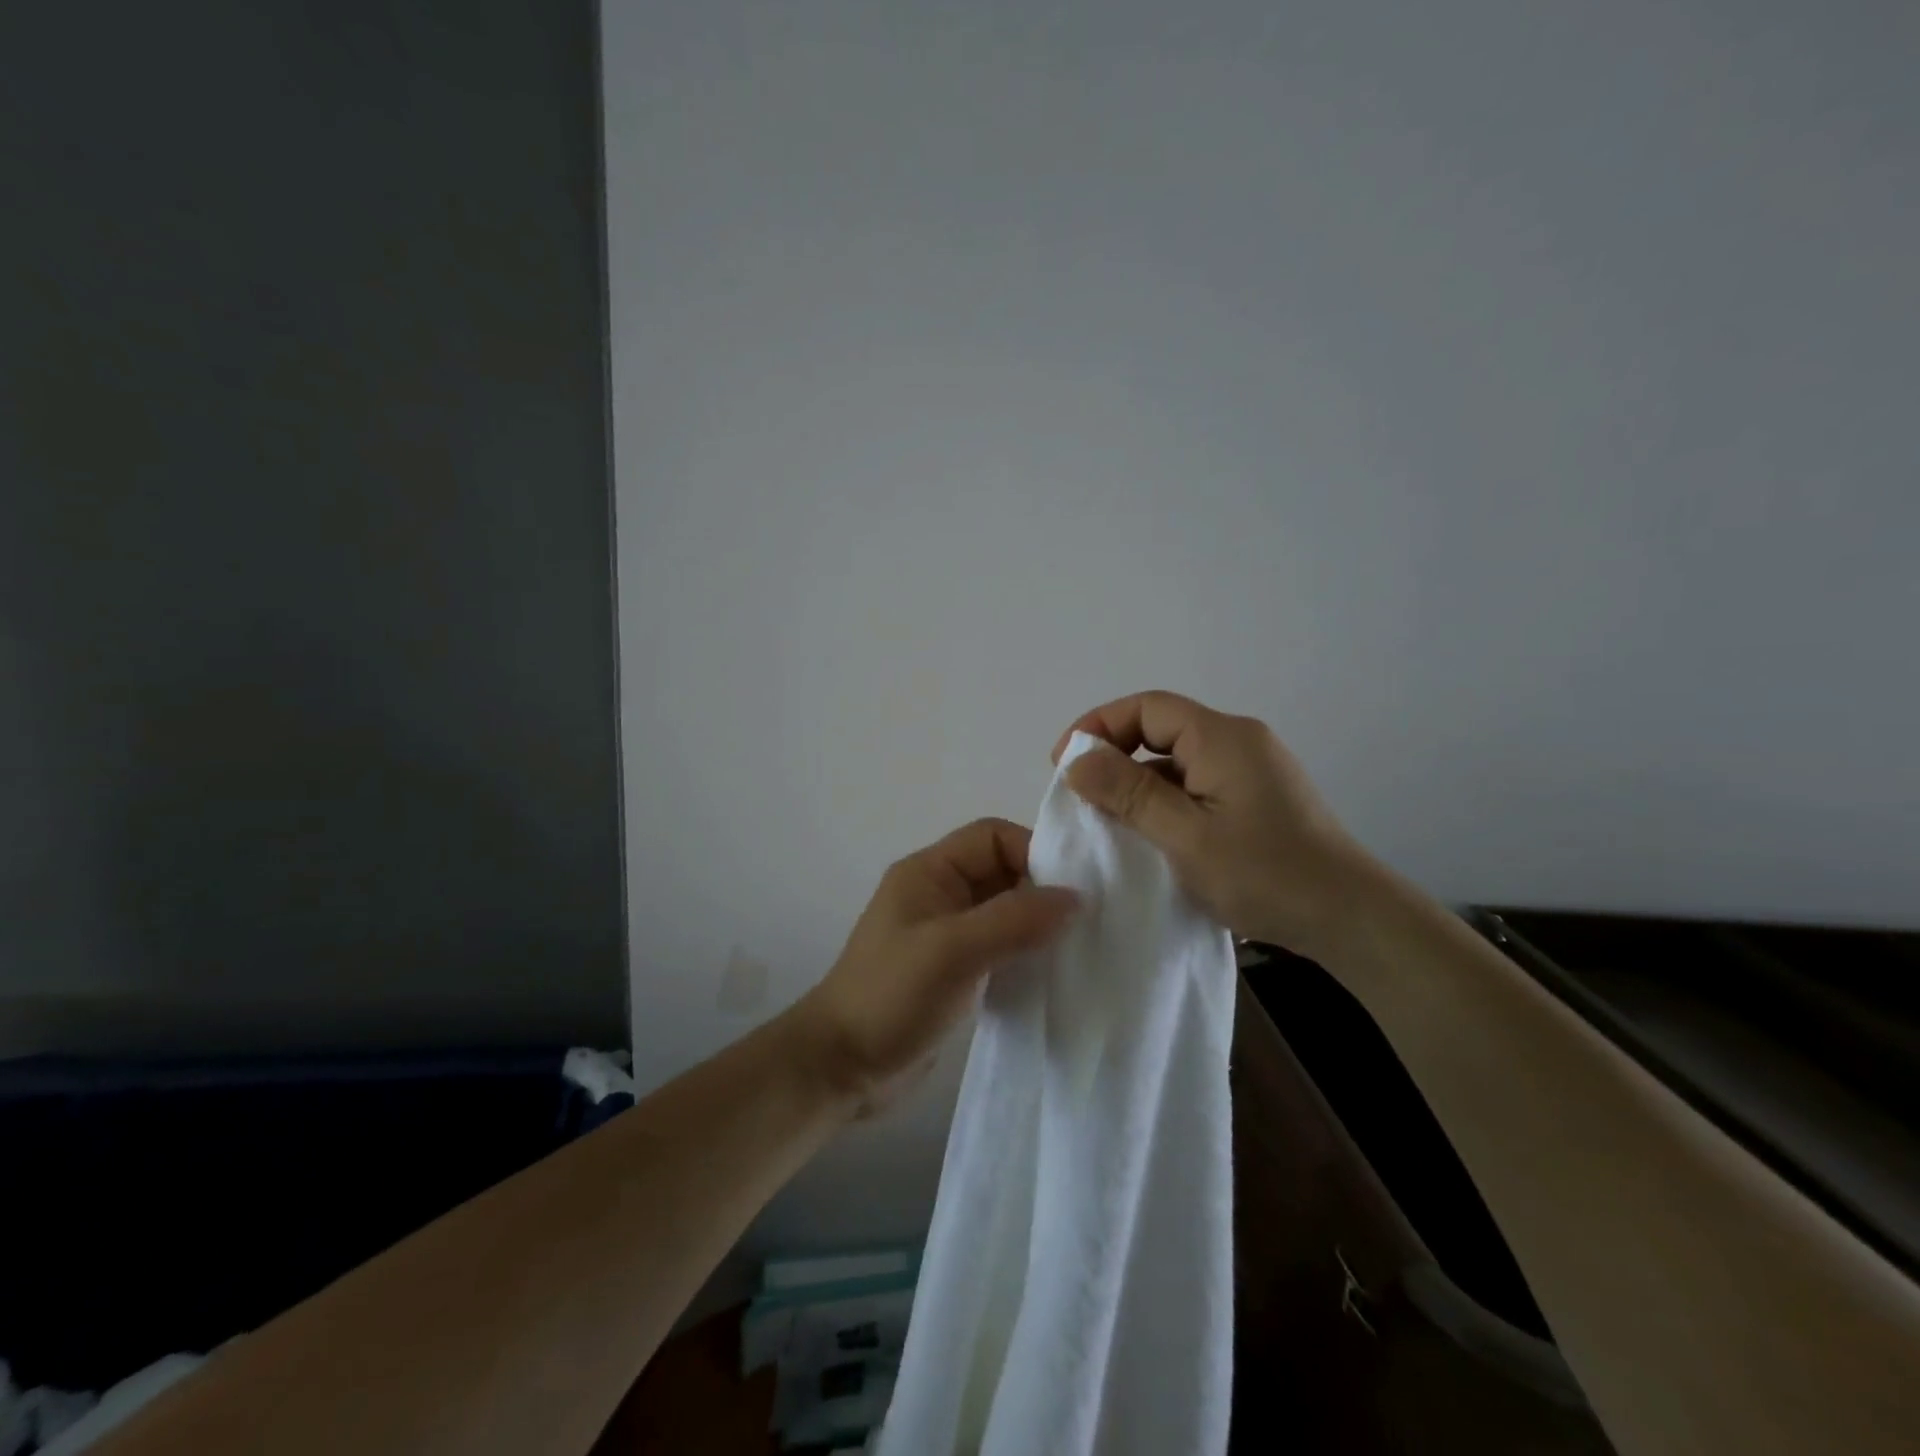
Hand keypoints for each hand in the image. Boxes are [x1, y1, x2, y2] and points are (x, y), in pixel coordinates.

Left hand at [792, 818, 1079, 1114]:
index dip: (1034, 853)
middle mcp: (939, 894)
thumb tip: (1075, 898)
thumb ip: (1013, 919)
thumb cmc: (891, 996)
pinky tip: (1049, 974)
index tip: (1073, 891)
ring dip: (1037, 925)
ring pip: (1004, 911)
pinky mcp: (954, 970)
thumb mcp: (953, 951)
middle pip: (1002, 872)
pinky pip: (1000, 947)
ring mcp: (946, 934)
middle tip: (1086, 921)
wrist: (841, 1067)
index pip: (992, 838)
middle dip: (1042, 890)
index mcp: (929, 871)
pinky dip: (1025, 954)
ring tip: (1076, 948)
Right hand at [1054, 691, 1377, 959]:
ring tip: (1108, 821)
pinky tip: (1151, 837)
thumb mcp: (1186, 836)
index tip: (1064, 763)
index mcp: (1221, 737)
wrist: (1351, 919)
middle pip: (1161, 729)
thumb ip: (1129, 794)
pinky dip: (1165, 802)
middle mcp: (1238, 742)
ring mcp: (1250, 771)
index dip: (1099, 726)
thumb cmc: (1266, 874)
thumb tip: (1076, 761)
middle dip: (1114, 755)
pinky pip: (1196, 786)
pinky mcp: (1256, 799)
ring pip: (1177, 761)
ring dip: (1138, 783)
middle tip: (1081, 795)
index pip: (1147, 707)